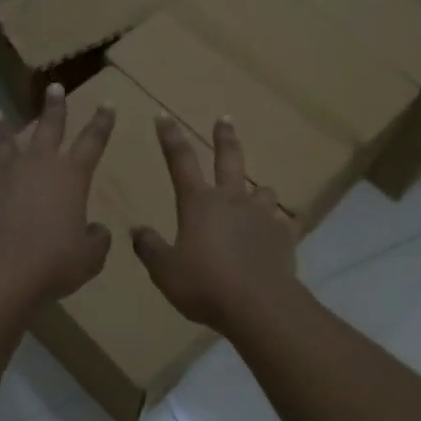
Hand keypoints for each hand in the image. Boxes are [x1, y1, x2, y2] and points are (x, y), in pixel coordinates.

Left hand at [0, 84, 114, 308]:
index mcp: (71, 176)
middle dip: (54, 106)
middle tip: (55, 88)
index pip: (93, 141)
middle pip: (48, 126)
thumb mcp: (90, 257)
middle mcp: (36, 164)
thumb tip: (96, 230)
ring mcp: (0, 172)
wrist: (0, 272)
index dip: (102, 122)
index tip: (108, 103)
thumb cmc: (54, 263)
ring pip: (1, 140)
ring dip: (0, 127)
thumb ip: (97, 239)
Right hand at [132, 116, 298, 331]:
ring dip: (258, 190)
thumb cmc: (204, 285)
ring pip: (263, 191)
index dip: (170, 137)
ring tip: (256, 195)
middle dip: (224, 137)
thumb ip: (150, 248)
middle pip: (229, 159)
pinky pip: (282, 225)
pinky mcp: (283, 236)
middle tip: (224, 119)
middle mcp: (231, 200)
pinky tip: (276, 236)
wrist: (258, 305)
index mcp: (199, 203)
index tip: (163, 115)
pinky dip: (277, 227)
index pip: (180, 161)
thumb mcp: (165, 271)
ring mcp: (261, 216)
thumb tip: (137, 230)